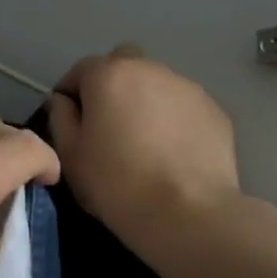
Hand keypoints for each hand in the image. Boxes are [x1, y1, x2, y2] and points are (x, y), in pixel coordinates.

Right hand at [45, 45, 241, 248]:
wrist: (187, 212)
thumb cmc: (116, 183)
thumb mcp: (70, 155)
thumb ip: (60, 118)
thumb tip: (63, 101)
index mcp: (109, 75)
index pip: (81, 69)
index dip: (71, 92)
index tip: (70, 120)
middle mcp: (150, 69)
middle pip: (124, 65)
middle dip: (112, 85)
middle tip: (109, 124)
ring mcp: (188, 88)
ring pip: (157, 84)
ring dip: (145, 101)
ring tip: (144, 141)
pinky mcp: (215, 111)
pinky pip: (183, 107)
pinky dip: (173, 120)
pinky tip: (172, 153)